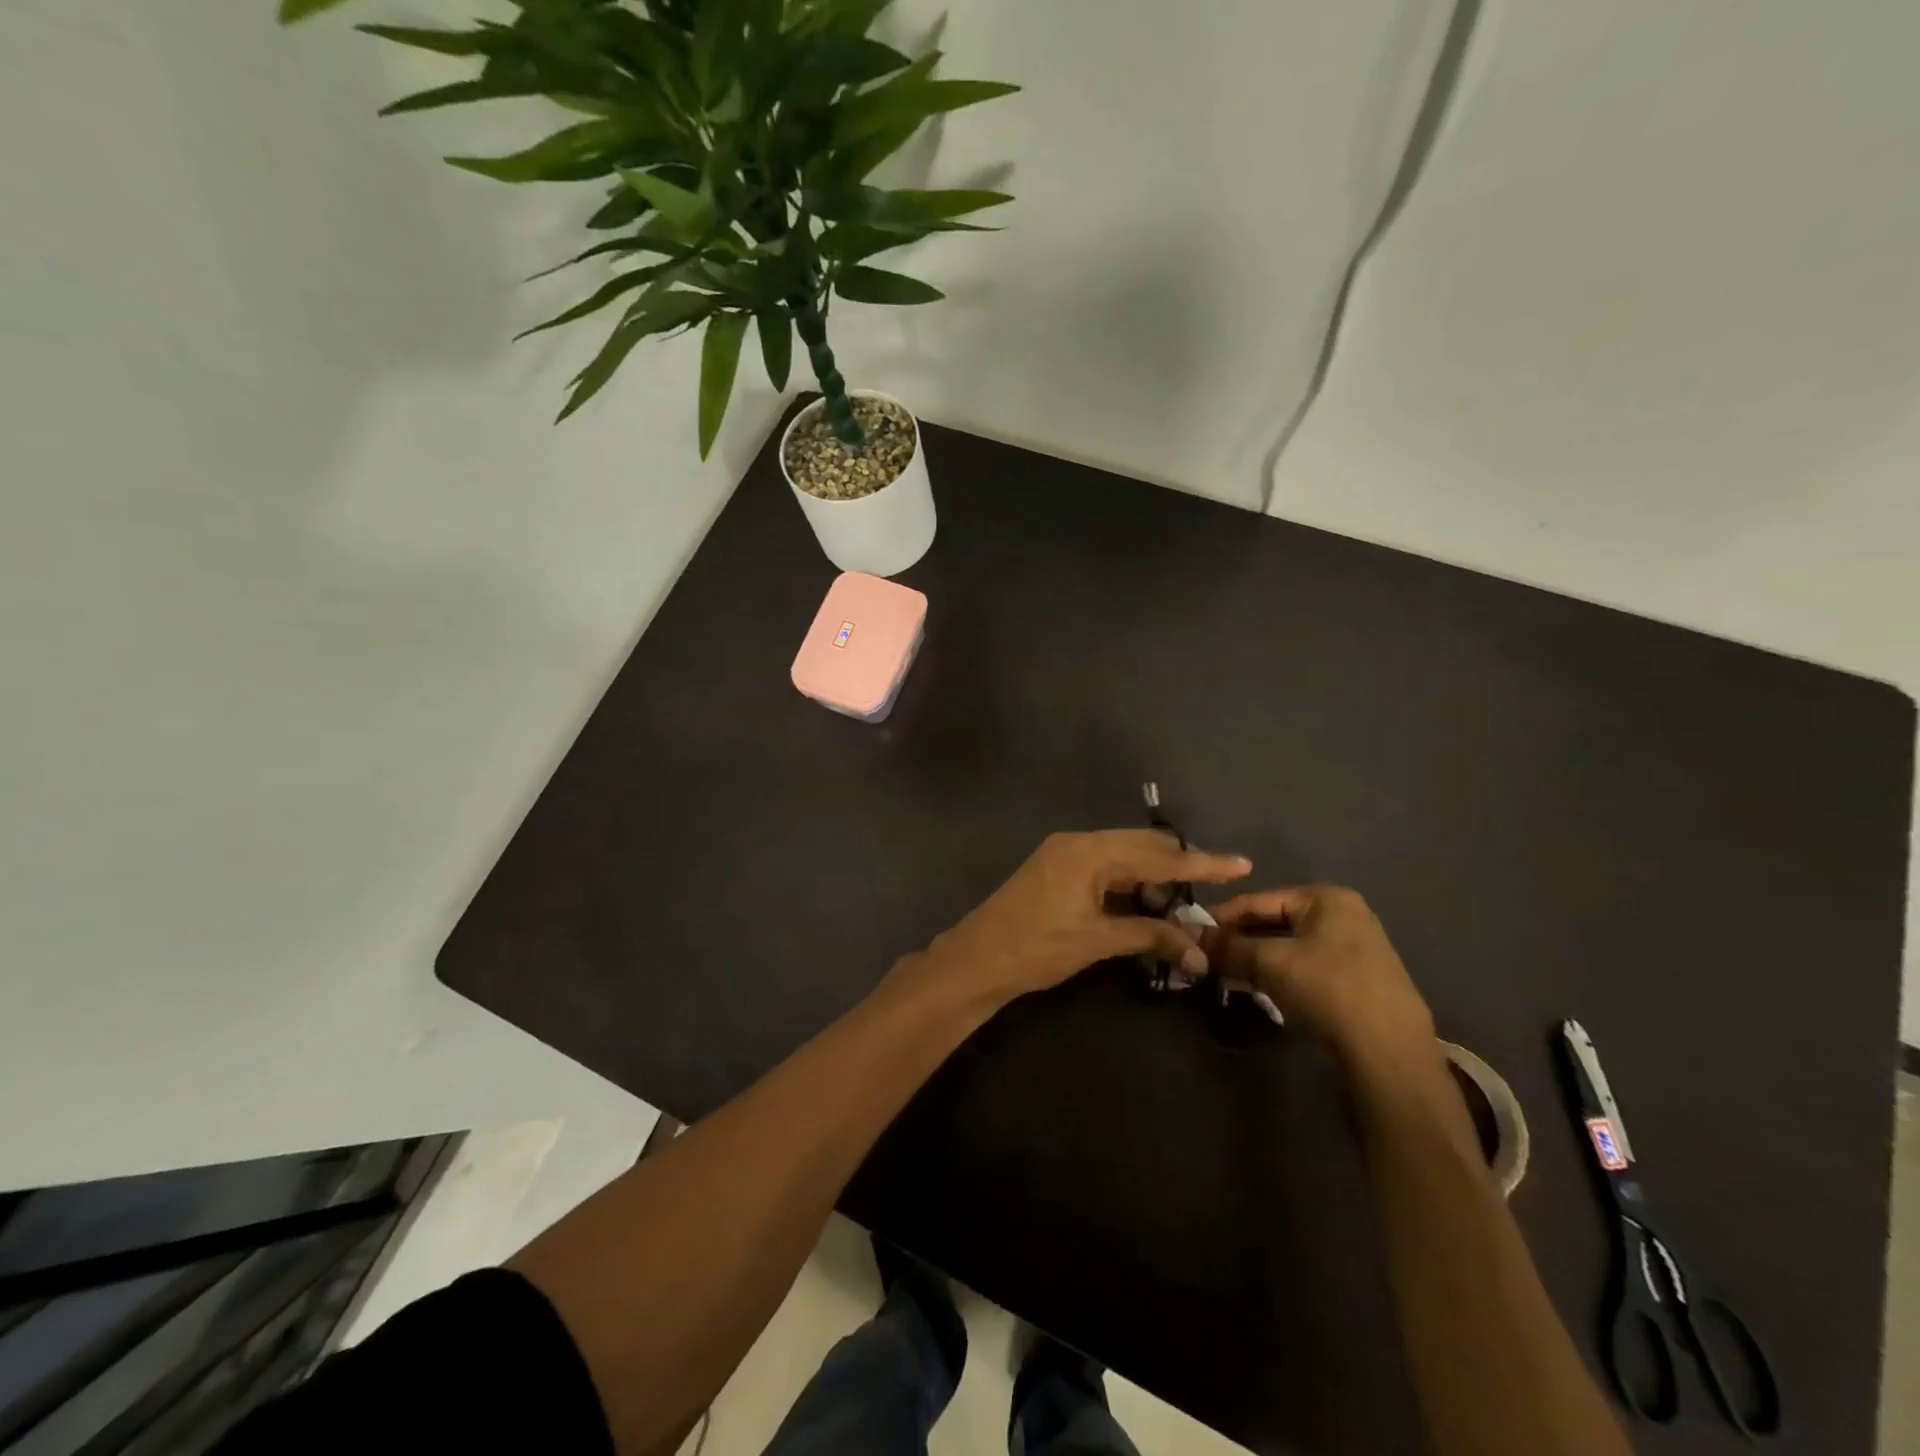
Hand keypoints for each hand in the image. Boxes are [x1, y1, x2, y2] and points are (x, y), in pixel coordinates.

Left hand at [903, 830, 1251, 1010]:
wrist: (976, 958)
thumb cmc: (1036, 949)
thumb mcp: (1097, 942)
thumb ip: (1150, 937)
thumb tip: (1199, 951)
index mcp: (1089, 852)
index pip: (1157, 856)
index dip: (1201, 863)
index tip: (1241, 864)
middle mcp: (1078, 842)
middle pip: (1141, 846)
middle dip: (1178, 867)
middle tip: (1212, 889)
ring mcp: (1063, 853)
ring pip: (1123, 855)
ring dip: (1152, 876)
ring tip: (1179, 906)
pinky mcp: (1056, 868)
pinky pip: (1103, 866)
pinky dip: (1128, 882)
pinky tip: (1144, 903)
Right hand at [1203, 885, 1435, 1075]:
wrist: (1388, 1054)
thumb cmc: (1327, 990)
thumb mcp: (1269, 962)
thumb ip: (1228, 946)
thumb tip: (1190, 936)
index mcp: (1328, 898)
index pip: (1260, 899)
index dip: (1222, 916)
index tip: (1192, 931)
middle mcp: (1345, 915)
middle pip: (1275, 921)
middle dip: (1239, 939)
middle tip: (1206, 956)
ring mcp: (1355, 948)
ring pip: (1288, 946)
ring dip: (1255, 958)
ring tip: (1225, 973)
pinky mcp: (1357, 979)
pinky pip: (1305, 966)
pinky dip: (1278, 973)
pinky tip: (1256, 987)